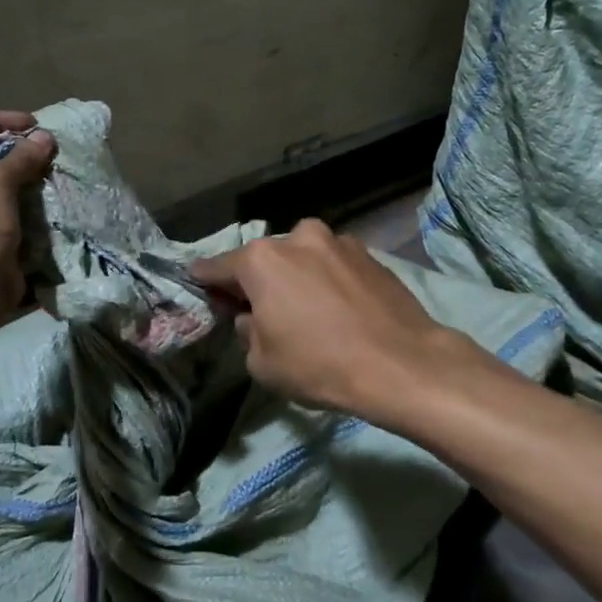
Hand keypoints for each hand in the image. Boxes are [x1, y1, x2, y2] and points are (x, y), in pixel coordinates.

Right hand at [190, 219, 472, 420]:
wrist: (402, 364)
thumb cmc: (319, 364)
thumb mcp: (262, 362)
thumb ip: (245, 331)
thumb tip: (251, 317)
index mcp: (262, 259)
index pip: (217, 267)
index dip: (205, 282)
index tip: (200, 288)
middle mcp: (298, 237)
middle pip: (264, 260)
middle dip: (259, 281)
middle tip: (262, 310)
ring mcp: (338, 241)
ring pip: (303, 259)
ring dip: (298, 278)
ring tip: (309, 312)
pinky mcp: (370, 254)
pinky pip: (334, 266)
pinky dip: (328, 281)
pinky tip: (340, 310)